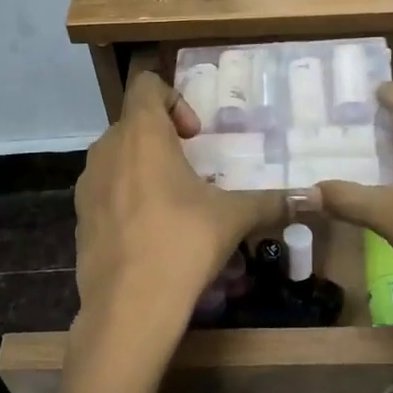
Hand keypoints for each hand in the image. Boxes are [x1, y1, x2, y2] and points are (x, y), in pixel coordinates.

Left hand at [71, 71, 287, 382]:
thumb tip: (313, 198)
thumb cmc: (183, 243)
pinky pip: (105, 191)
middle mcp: (107, 149)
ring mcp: (87, 184)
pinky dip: (126, 197)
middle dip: (164, 138)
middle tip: (193, 170)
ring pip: (117, 157)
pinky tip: (150, 233)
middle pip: (133, 122)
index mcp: (141, 133)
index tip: (195, 135)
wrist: (128, 307)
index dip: (174, 99)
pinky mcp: (79, 217)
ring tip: (174, 202)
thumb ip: (271, 201)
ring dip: (144, 167)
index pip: (147, 85)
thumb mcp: (233, 218)